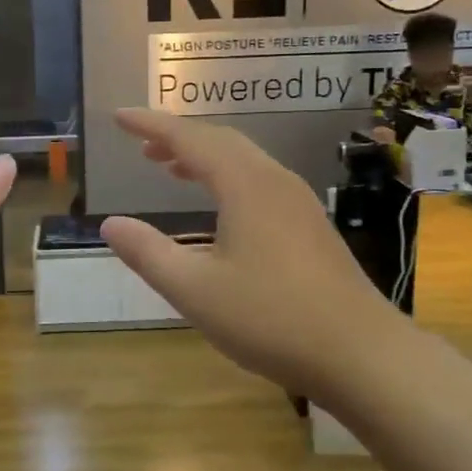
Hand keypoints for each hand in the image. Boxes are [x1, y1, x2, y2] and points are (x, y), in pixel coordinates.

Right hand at [101, 109, 398, 398]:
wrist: (361, 352)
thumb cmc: (271, 319)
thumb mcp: (195, 290)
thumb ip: (148, 253)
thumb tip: (110, 224)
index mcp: (245, 185)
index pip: (189, 139)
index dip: (151, 125)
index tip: (119, 117)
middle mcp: (274, 181)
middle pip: (220, 141)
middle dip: (178, 138)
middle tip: (143, 147)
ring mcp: (298, 202)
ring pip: (244, 160)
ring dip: (204, 157)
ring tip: (171, 168)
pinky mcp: (310, 224)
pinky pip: (260, 180)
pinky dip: (227, 177)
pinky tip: (220, 206)